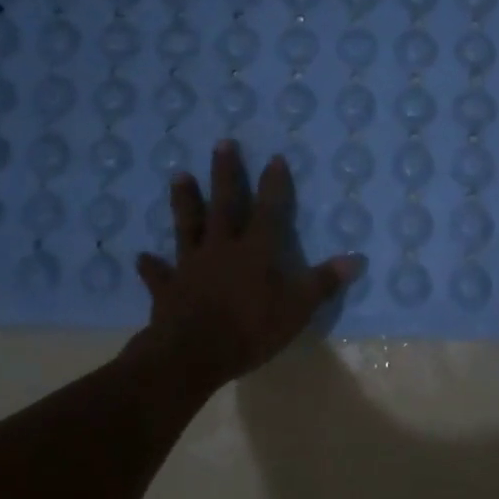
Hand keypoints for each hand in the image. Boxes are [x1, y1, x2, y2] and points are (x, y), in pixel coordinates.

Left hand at [128, 141, 359, 388]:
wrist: (192, 354)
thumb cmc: (251, 328)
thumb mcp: (298, 307)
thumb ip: (324, 282)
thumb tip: (356, 258)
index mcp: (255, 250)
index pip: (268, 210)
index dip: (273, 184)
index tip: (274, 157)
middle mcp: (221, 248)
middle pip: (223, 205)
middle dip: (225, 174)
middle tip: (222, 144)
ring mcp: (191, 266)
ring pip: (187, 226)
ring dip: (184, 201)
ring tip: (178, 175)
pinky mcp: (168, 290)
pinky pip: (158, 274)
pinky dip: (151, 265)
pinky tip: (141, 256)